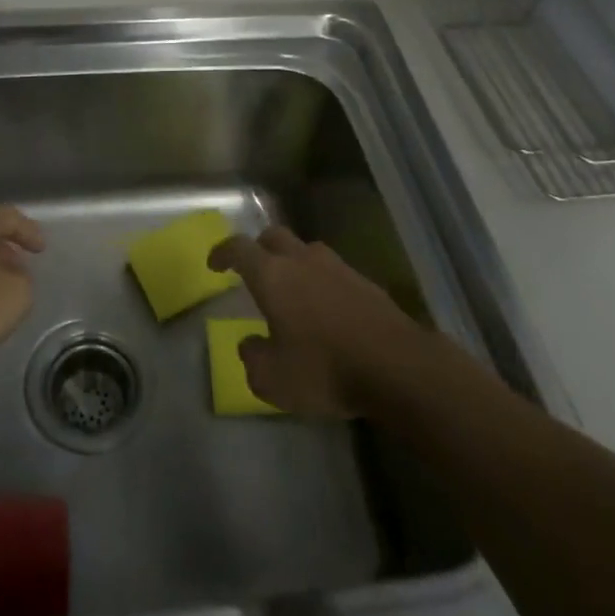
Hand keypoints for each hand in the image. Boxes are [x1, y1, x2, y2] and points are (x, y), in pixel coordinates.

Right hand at [208, 225, 430, 416]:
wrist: (399, 368)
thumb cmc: (325, 370)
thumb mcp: (273, 379)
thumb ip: (252, 358)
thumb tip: (250, 344)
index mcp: (272, 276)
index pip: (239, 249)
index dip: (223, 253)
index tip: (215, 264)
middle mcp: (302, 261)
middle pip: (274, 236)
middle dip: (259, 248)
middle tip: (254, 269)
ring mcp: (338, 269)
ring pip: (307, 251)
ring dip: (294, 262)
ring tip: (292, 289)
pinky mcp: (367, 283)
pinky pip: (334, 272)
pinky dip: (322, 282)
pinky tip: (326, 309)